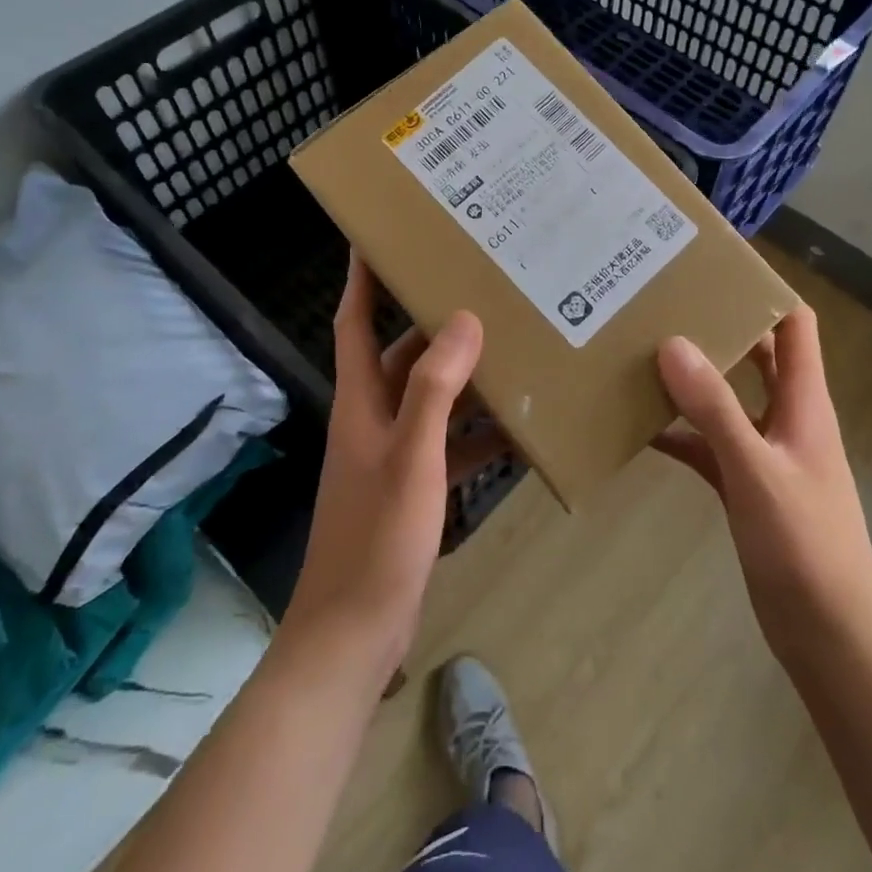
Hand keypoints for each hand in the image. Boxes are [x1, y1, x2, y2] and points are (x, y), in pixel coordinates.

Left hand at [281, 253, 484, 677]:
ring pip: (432, 398)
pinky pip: (449, 443)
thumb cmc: (377, 537)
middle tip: (479, 288)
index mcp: (361, 401)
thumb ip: (435, 387)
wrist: (355, 633)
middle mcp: (374, 418)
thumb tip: (462, 320)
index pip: (355, 322)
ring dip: (464, 376)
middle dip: (434, 322)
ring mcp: (395, 454)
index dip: (362, 279)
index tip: (377, 238)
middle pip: (403, 354)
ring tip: (511, 346)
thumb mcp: (413, 456)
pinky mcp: (414, 487)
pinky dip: (476, 432)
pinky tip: (517, 427)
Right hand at [654, 304, 871, 666]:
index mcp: (804, 402)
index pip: (795, 325)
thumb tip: (674, 342)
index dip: (765, 292)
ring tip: (642, 352)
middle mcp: (787, 418)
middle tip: (665, 303)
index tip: (715, 268)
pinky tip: (640, 427)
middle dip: (719, 327)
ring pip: (727, 399)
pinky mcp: (746, 487)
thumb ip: (715, 408)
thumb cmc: (805, 547)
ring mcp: (765, 453)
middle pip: (755, 355)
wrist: (829, 637)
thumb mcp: (755, 471)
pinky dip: (681, 433)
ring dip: (693, 379)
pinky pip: (708, 446)